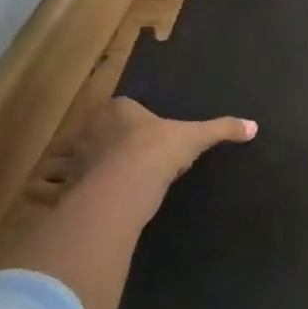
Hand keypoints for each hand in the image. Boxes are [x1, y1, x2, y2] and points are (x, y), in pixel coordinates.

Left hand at [49, 97, 257, 190]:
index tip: (141, 133)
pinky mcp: (64, 185)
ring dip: (71, 167)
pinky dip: (54, 192)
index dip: (130, 119)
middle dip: (99, 142)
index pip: (122, 108)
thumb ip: (222, 130)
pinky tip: (65, 200)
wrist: (126, 184)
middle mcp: (90, 129)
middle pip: (93, 131)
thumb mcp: (196, 138)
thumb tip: (254, 126)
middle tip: (117, 156)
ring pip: (68, 158)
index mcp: (119, 111)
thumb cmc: (159, 150)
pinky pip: (53, 187)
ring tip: (88, 179)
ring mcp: (74, 157)